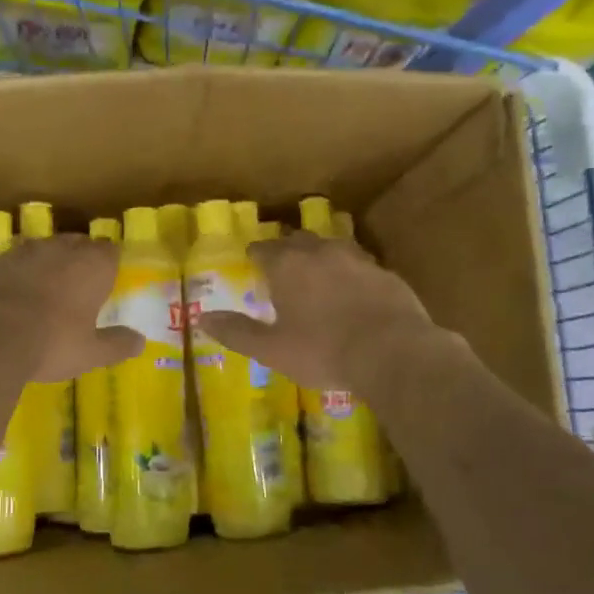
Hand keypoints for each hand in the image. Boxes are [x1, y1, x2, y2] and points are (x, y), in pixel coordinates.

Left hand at [0, 235, 142, 382]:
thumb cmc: (50, 345)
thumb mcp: (90, 353)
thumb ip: (117, 344)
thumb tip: (140, 341)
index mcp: (90, 265)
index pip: (110, 250)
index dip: (109, 264)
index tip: (107, 282)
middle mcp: (57, 249)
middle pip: (76, 244)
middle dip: (79, 260)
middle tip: (77, 288)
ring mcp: (20, 252)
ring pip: (40, 250)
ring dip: (45, 265)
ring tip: (43, 292)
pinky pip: (8, 264)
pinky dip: (13, 276)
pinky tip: (8, 299)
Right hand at [196, 231, 453, 391]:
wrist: (392, 353)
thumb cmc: (322, 351)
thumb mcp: (271, 349)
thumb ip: (236, 331)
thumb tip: (201, 318)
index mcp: (287, 265)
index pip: (263, 249)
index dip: (255, 255)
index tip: (252, 261)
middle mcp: (320, 252)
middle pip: (298, 240)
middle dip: (287, 250)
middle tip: (282, 268)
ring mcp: (357, 259)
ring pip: (332, 247)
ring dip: (320, 256)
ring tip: (318, 274)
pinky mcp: (385, 273)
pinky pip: (360, 265)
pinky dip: (350, 273)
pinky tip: (353, 291)